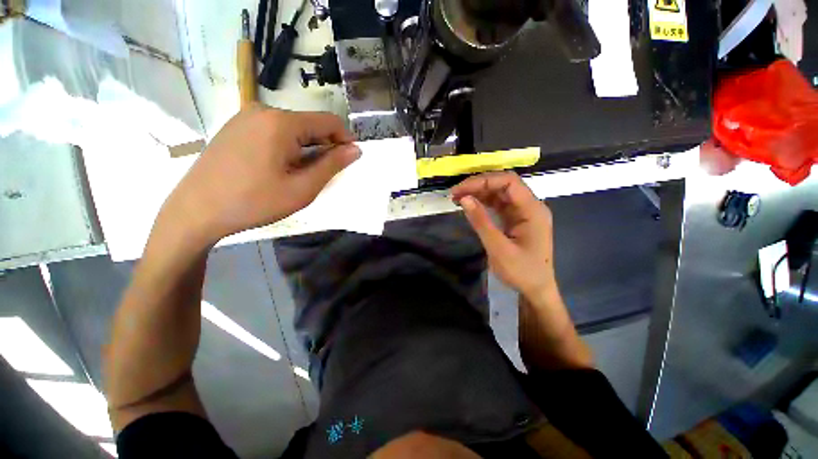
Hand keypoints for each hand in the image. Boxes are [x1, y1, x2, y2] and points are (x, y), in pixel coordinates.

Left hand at [158, 106, 359, 245]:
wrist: (195, 211)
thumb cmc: (254, 202)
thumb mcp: (302, 188)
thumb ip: (332, 166)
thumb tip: (355, 150)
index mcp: (281, 122)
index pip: (328, 121)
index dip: (345, 140)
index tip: (349, 160)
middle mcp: (263, 110)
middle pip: (309, 124)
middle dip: (324, 146)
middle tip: (325, 174)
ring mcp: (246, 117)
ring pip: (292, 129)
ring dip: (306, 148)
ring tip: (302, 174)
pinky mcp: (236, 127)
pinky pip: (274, 131)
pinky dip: (288, 147)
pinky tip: (280, 168)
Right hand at [452, 172, 556, 299]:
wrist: (536, 290)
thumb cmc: (521, 272)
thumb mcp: (498, 248)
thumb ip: (481, 221)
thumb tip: (464, 198)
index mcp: (532, 209)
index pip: (508, 182)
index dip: (483, 180)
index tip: (461, 189)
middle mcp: (530, 206)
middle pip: (504, 184)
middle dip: (478, 185)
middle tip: (455, 193)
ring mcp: (523, 212)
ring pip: (499, 193)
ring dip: (479, 193)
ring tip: (458, 198)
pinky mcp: (516, 219)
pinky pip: (498, 205)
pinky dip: (483, 203)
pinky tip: (469, 205)